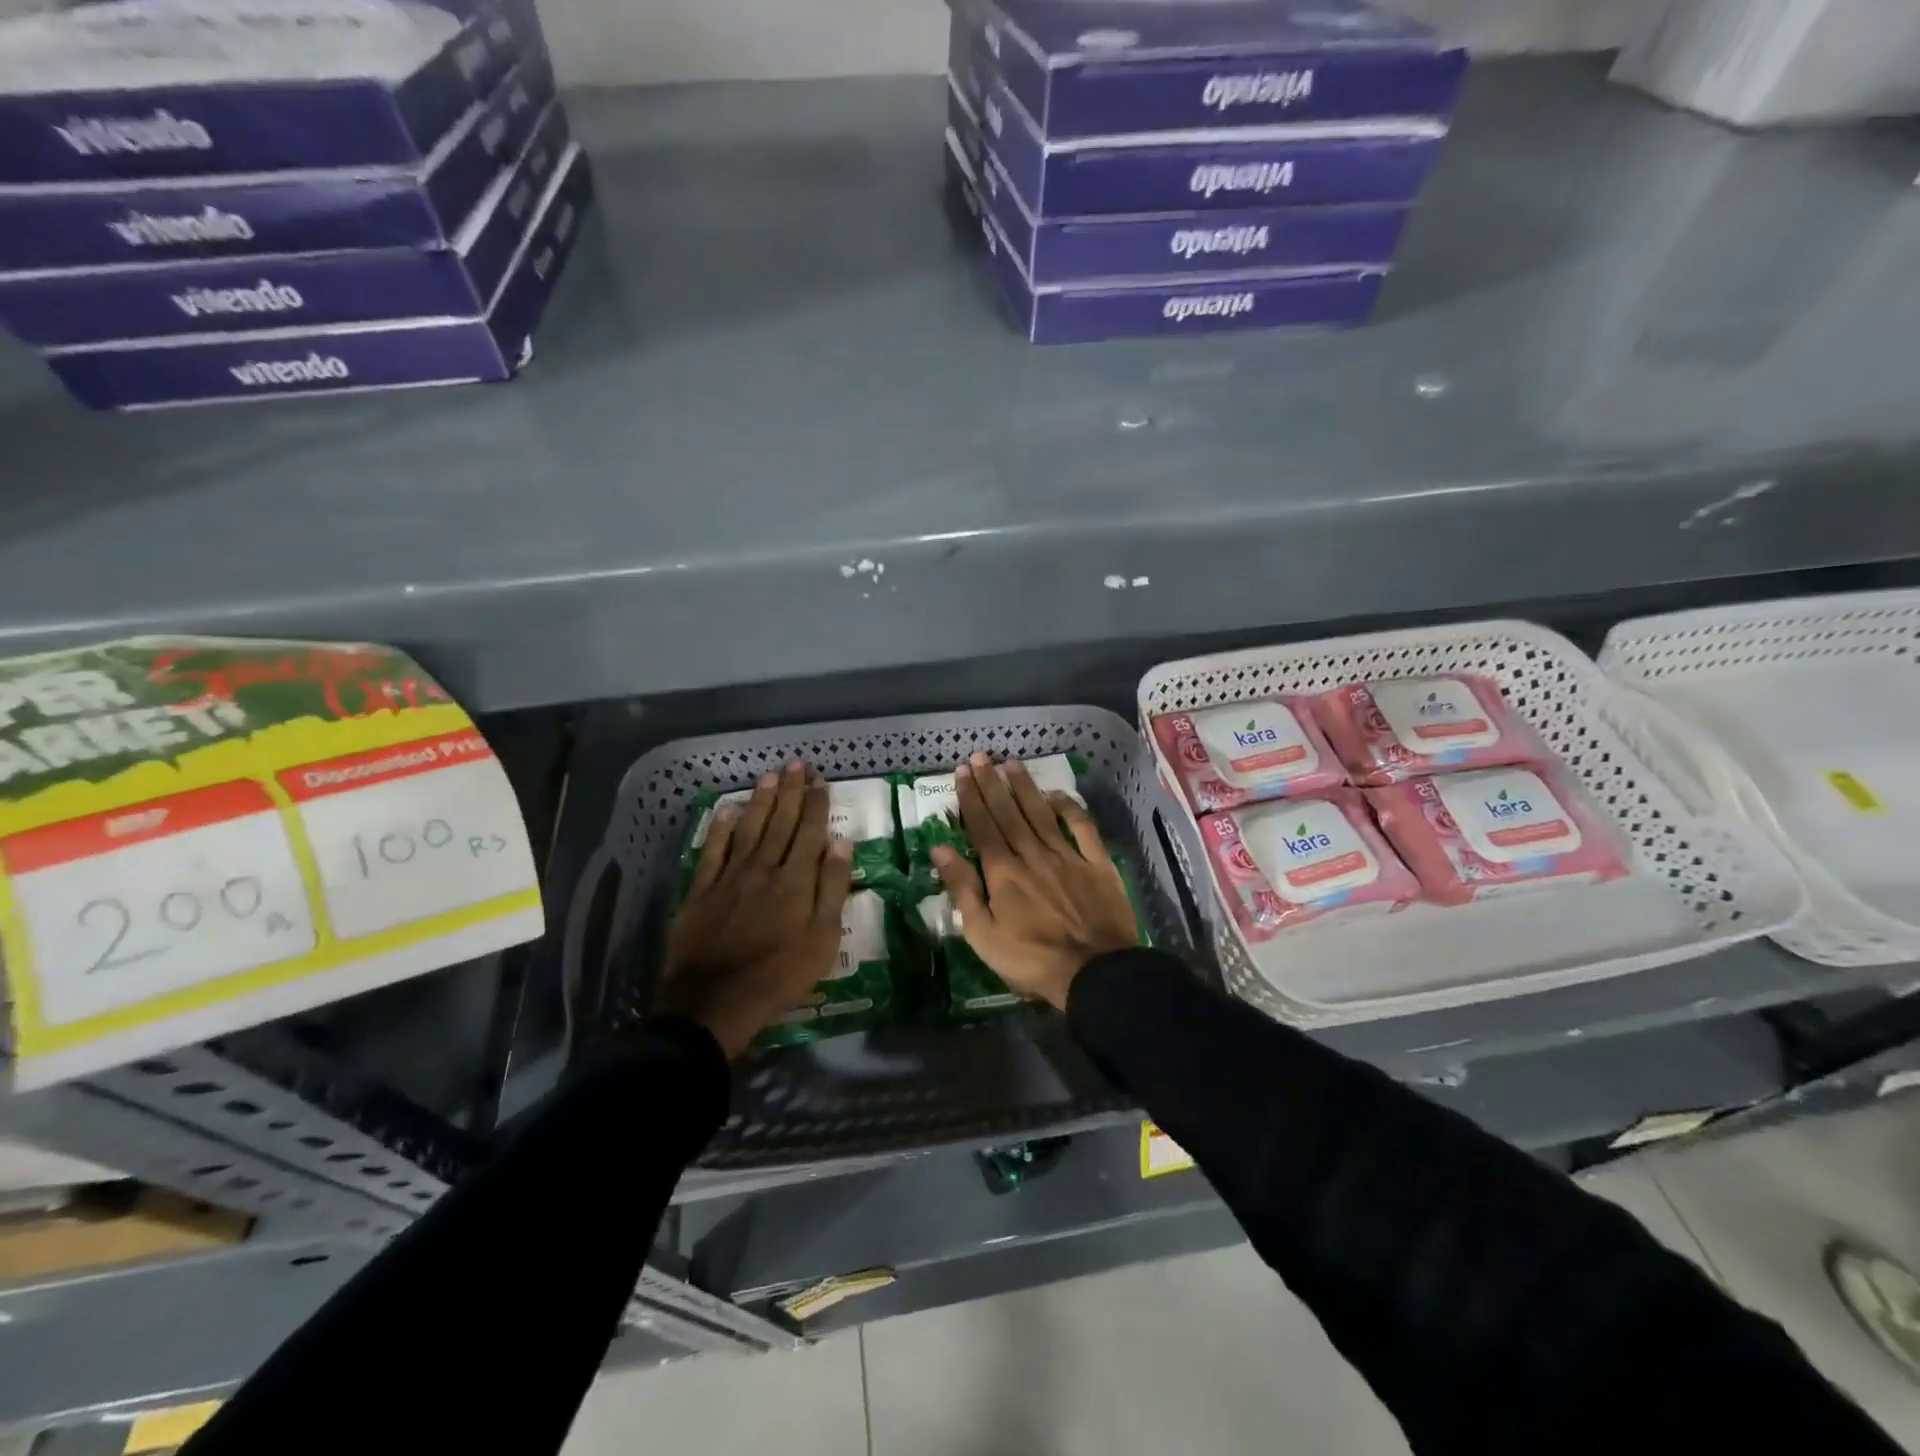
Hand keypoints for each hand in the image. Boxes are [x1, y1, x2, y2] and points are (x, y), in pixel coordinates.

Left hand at [656, 762, 853, 1058]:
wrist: (714, 1001)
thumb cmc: (780, 975)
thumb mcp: (823, 938)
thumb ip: (832, 888)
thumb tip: (840, 842)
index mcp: (796, 880)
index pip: (809, 832)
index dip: (816, 805)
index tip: (821, 781)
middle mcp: (763, 868)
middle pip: (780, 823)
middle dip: (791, 792)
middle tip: (796, 765)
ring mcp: (729, 877)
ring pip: (748, 829)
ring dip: (760, 801)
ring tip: (769, 776)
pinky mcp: (701, 891)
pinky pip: (711, 851)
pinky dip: (719, 829)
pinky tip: (726, 810)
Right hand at [931, 753, 1140, 1010]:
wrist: (1095, 973)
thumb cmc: (1031, 960)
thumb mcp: (982, 934)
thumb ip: (962, 888)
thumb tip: (939, 847)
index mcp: (1003, 872)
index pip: (982, 826)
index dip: (971, 798)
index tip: (962, 771)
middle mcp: (1032, 854)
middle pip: (1009, 813)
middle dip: (992, 783)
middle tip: (981, 756)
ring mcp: (1067, 856)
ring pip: (1042, 814)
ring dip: (1025, 787)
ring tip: (1012, 763)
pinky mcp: (1097, 864)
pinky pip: (1083, 828)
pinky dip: (1070, 808)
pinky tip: (1058, 794)